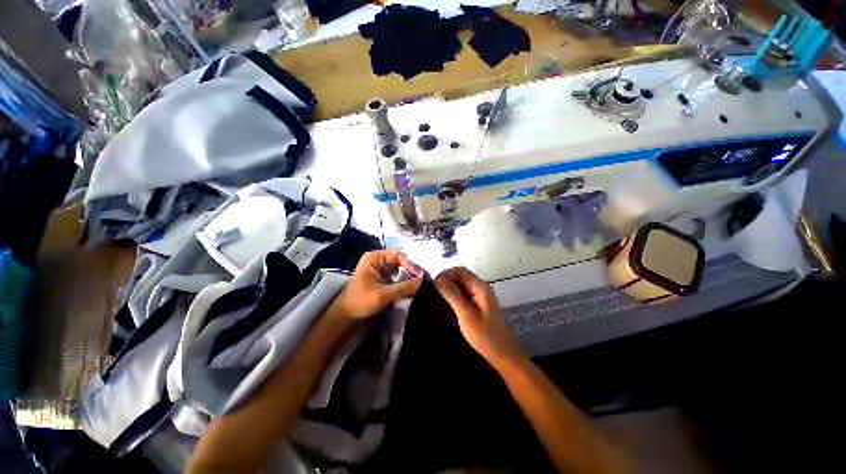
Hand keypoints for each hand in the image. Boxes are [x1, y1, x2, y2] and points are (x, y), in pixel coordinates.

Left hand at [330, 250, 422, 320]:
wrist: (347, 313)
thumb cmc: (361, 301)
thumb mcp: (383, 295)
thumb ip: (403, 287)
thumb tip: (422, 282)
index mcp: (374, 258)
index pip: (398, 256)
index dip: (410, 265)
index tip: (421, 276)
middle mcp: (378, 259)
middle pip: (400, 261)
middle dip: (412, 270)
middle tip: (424, 279)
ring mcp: (381, 266)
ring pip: (400, 267)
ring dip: (410, 275)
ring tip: (421, 283)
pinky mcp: (383, 275)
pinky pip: (397, 274)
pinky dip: (405, 279)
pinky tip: (413, 285)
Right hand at [433, 267, 525, 366]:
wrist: (503, 355)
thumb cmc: (485, 335)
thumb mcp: (466, 314)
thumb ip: (452, 295)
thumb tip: (437, 280)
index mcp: (479, 286)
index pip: (459, 271)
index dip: (445, 274)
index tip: (432, 285)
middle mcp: (479, 288)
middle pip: (460, 276)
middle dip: (445, 281)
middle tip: (432, 293)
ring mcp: (479, 296)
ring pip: (460, 286)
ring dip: (448, 289)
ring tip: (435, 298)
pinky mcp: (477, 305)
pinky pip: (462, 295)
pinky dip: (453, 297)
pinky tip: (445, 306)